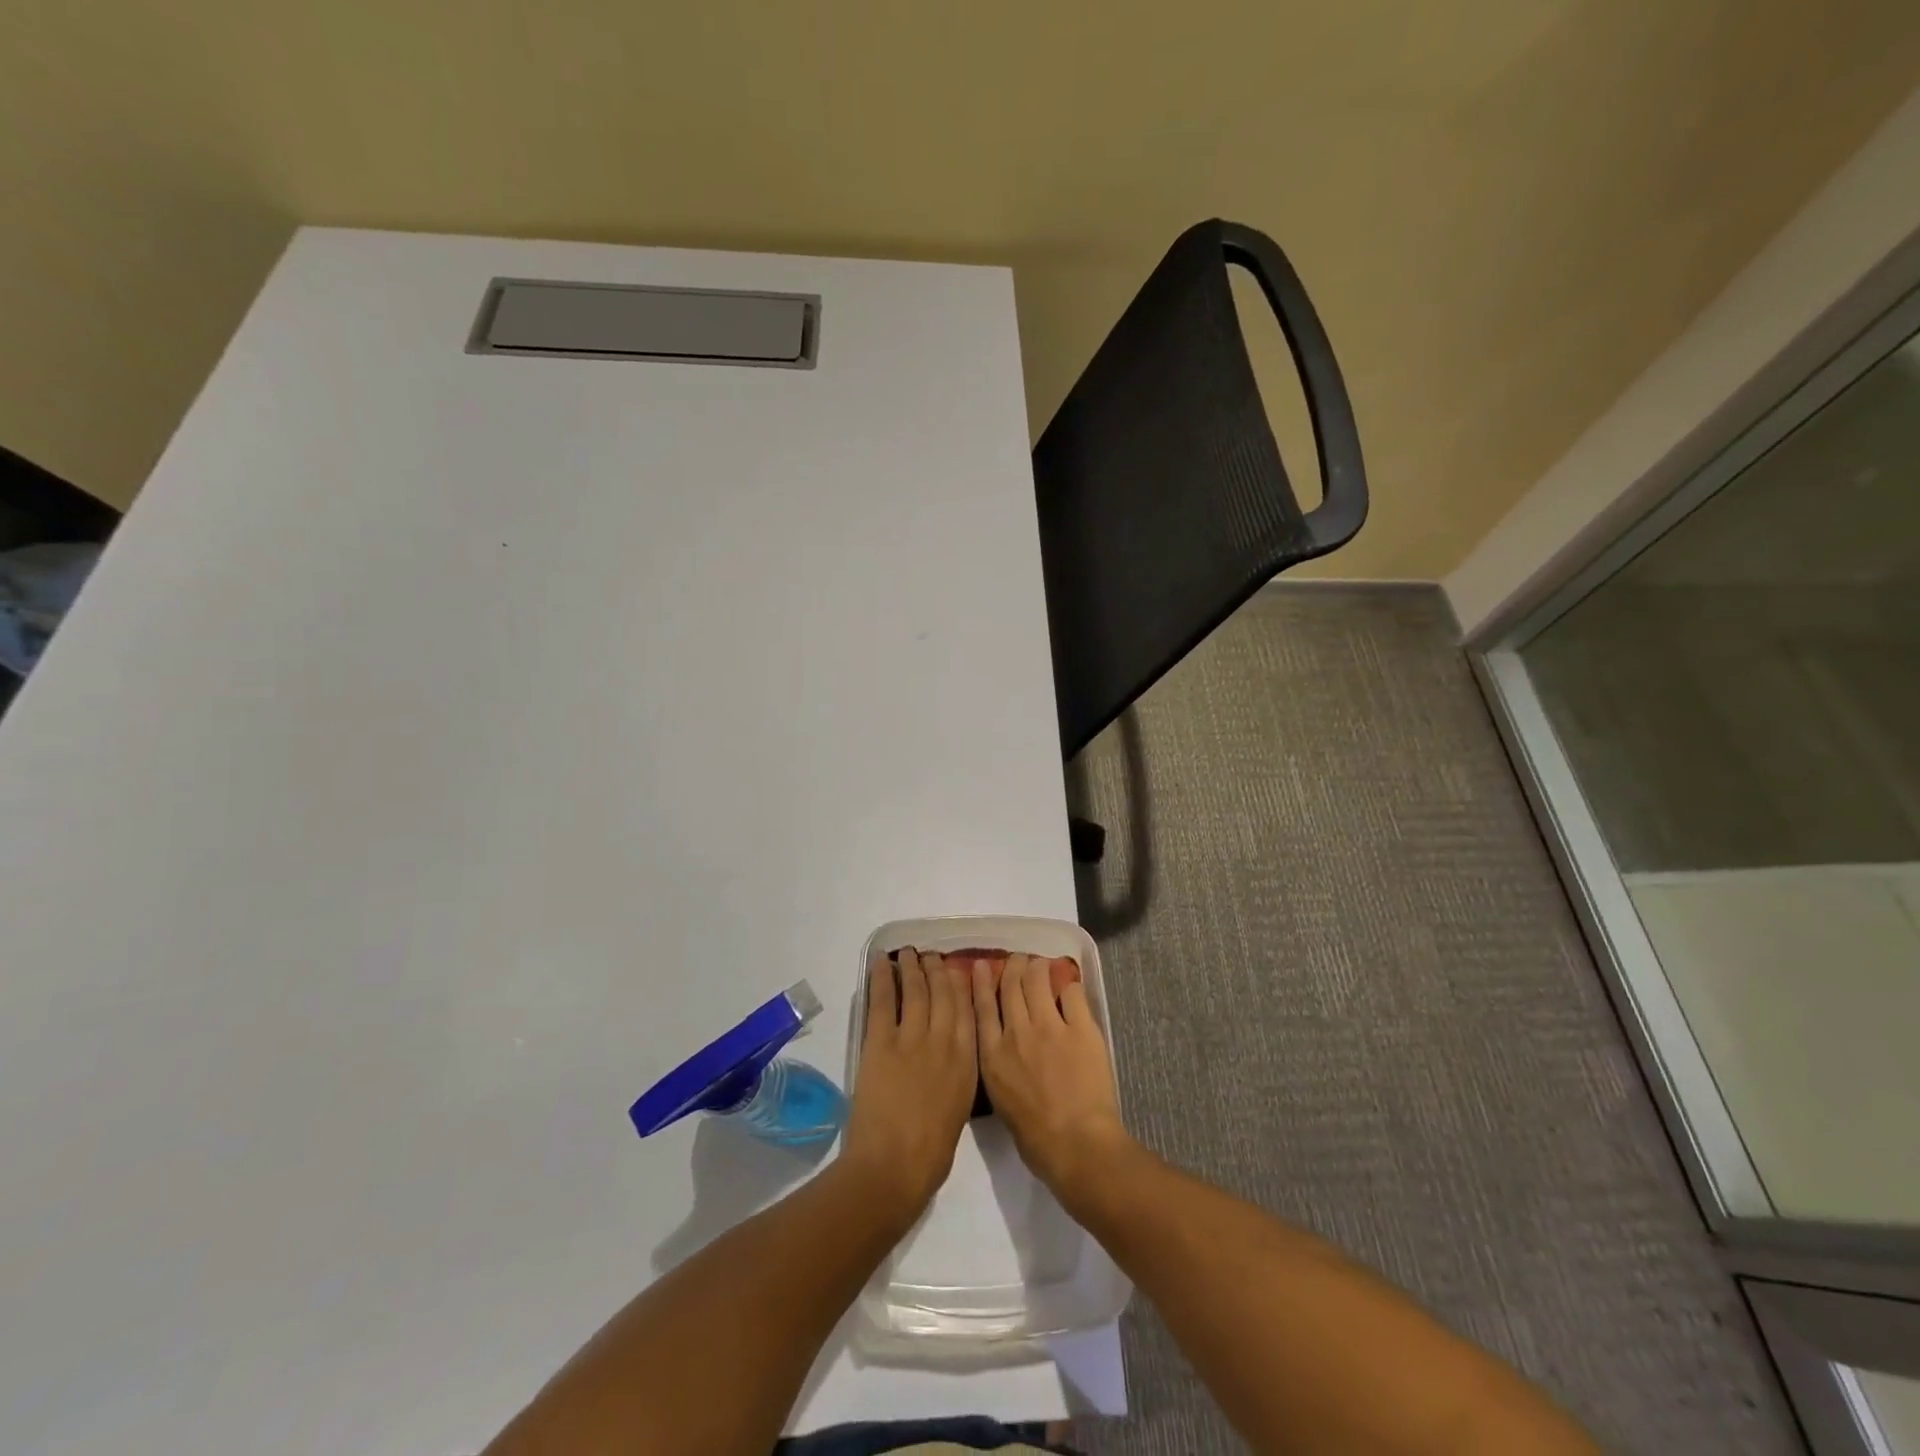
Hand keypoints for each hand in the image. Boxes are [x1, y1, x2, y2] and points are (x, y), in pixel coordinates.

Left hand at [840, 948, 977, 1222]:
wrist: (894, 1166)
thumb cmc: (931, 1151)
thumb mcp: (959, 1107)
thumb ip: (958, 1074)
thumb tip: (951, 1055)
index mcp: (967, 1060)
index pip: (967, 1010)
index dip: (960, 984)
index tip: (956, 969)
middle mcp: (944, 1040)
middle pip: (942, 993)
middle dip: (936, 969)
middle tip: (930, 954)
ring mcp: (912, 1037)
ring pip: (915, 989)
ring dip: (911, 967)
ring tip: (908, 952)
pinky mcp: (880, 1042)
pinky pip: (882, 1001)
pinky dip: (880, 978)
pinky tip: (880, 961)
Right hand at [973, 952, 1130, 1195]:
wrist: (1075, 1144)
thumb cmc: (1035, 1137)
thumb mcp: (1001, 1100)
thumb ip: (999, 1067)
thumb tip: (1005, 1049)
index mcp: (992, 1055)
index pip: (982, 1007)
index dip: (981, 982)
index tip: (981, 965)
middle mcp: (1016, 1032)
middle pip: (1010, 986)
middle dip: (1013, 966)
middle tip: (1017, 959)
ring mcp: (1049, 1027)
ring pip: (1037, 980)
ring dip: (1037, 967)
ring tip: (1041, 964)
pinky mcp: (1080, 1028)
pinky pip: (1072, 994)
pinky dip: (1068, 986)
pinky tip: (1068, 985)